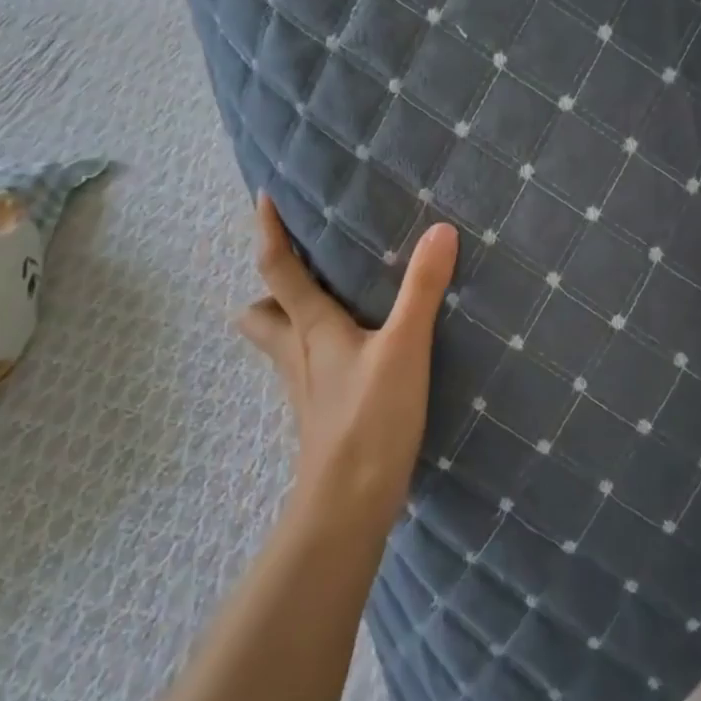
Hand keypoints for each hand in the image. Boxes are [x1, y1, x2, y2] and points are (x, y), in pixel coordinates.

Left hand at [236, 194, 458, 529]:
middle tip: (301, 266)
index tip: (264, 197)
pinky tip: (352, 352)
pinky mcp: (320, 412)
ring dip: (289, 319)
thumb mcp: (404, 348)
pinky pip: (307, 366)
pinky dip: (317, 349)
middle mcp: (297, 353)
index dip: (268, 231)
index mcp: (309, 328)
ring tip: (328, 302)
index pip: (276, 268)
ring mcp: (305, 387)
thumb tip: (440, 230)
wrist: (349, 503)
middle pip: (260, 314)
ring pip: (280, 343)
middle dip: (270, 289)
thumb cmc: (369, 419)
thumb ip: (422, 289)